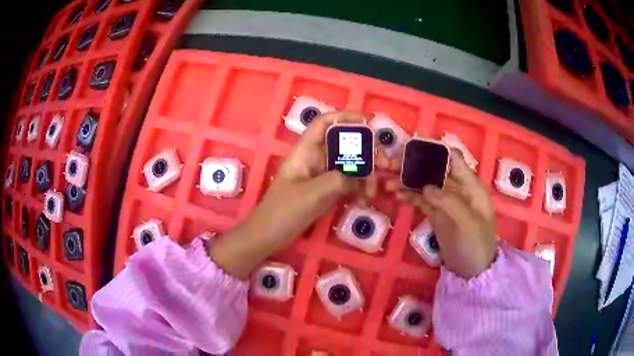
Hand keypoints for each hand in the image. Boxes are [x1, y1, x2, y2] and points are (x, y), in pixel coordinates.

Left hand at [210, 112, 376, 278]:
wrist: (268, 236)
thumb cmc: (283, 212)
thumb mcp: (312, 194)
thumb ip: (338, 180)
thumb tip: (361, 175)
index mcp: (305, 151)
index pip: (324, 123)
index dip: (345, 117)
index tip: (369, 123)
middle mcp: (315, 158)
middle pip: (344, 143)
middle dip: (367, 151)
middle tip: (385, 165)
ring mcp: (321, 175)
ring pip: (349, 164)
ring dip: (366, 174)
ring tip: (374, 192)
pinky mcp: (325, 190)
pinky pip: (347, 181)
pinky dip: (359, 187)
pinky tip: (366, 199)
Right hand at [387, 150, 496, 278]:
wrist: (471, 271)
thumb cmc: (475, 245)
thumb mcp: (467, 223)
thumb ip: (449, 202)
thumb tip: (425, 187)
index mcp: (470, 185)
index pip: (453, 158)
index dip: (433, 151)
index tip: (411, 150)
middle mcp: (457, 188)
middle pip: (434, 169)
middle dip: (414, 166)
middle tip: (391, 166)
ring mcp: (446, 201)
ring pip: (425, 184)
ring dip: (408, 182)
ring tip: (388, 184)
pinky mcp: (436, 214)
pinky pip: (421, 200)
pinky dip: (410, 196)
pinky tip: (397, 195)